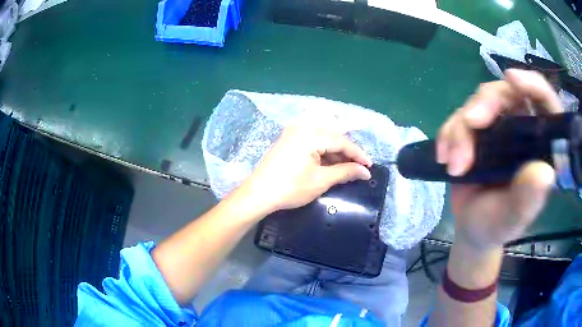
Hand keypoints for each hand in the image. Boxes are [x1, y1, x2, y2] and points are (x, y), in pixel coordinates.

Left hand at [239, 126, 371, 215]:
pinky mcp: (287, 139)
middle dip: (347, 151)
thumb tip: (365, 172)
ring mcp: (292, 131)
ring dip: (335, 150)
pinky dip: (322, 150)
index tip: (369, 166)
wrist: (258, 194)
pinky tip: (329, 162)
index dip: (358, 154)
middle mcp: (302, 127)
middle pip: (333, 136)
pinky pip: (311, 139)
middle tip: (358, 167)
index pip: (342, 142)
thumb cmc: (290, 188)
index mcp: (311, 135)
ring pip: (322, 137)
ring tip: (345, 167)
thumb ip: (345, 172)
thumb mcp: (321, 181)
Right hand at [437, 69, 560, 250]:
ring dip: (461, 128)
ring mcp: (499, 127)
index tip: (512, 79)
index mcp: (541, 146)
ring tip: (454, 164)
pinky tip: (444, 156)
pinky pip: (460, 117)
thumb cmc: (496, 227)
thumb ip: (527, 199)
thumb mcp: (512, 219)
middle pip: (506, 93)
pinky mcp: (478, 131)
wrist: (471, 229)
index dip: (533, 84)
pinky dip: (449, 133)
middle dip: (486, 104)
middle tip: (470, 123)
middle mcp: (522, 129)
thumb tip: (544, 173)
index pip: (545, 103)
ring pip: (479, 103)